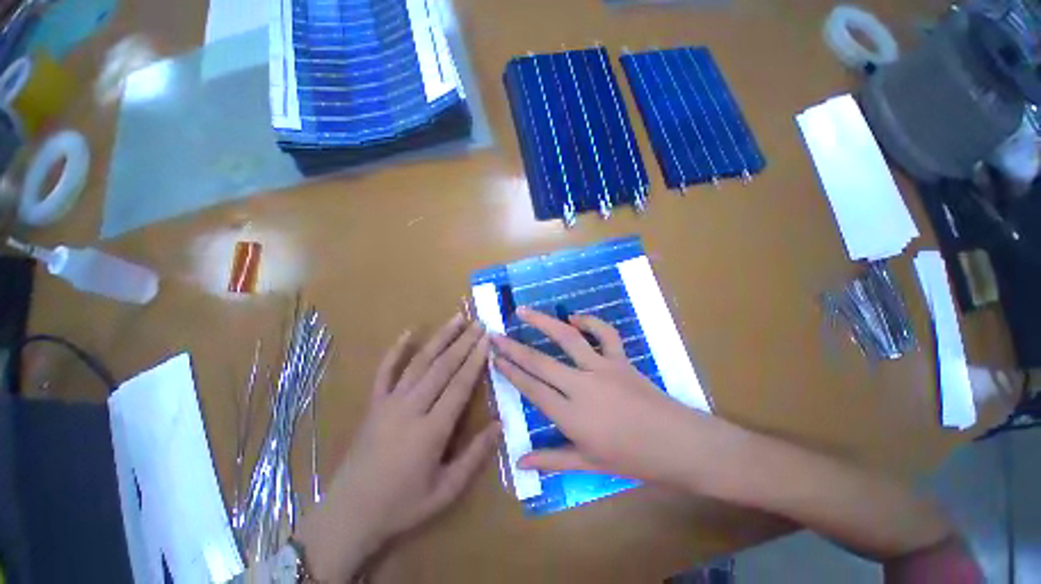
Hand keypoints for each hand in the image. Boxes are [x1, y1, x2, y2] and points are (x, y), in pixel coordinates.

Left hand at [297, 314, 498, 581]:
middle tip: (479, 323)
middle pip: (442, 367)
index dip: (476, 360)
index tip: (487, 340)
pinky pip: (384, 371)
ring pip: (419, 362)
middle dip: (463, 342)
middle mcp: (411, 408)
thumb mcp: (446, 490)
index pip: (460, 385)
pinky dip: (396, 351)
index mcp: (431, 430)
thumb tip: (500, 424)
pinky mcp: (373, 404)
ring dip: (439, 338)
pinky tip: (408, 333)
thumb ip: (475, 456)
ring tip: (456, 319)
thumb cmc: (402, 506)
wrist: (348, 515)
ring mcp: (389, 403)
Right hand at [491, 308, 714, 488]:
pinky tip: (575, 318)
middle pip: (540, 361)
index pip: (531, 388)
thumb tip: (519, 463)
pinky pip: (605, 334)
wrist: (678, 445)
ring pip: (567, 338)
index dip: (510, 371)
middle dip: (514, 347)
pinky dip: (590, 322)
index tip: (494, 358)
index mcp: (571, 415)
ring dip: (543, 322)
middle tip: (495, 334)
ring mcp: (602, 368)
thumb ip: (551, 460)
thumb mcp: (589, 463)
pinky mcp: (621, 359)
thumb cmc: (632, 459)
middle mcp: (581, 386)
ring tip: (524, 311)